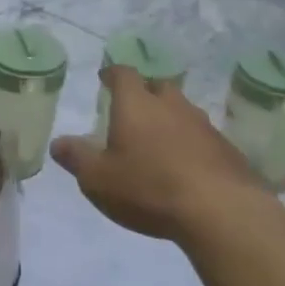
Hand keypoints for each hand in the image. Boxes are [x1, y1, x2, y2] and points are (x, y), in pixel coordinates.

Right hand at [51, 65, 263, 243]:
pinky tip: (186, 166)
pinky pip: (202, 137)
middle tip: (133, 109)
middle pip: (158, 86)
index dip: (113, 74)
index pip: (124, 75)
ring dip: (170, 119)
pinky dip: (191, 144)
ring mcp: (204, 125)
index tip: (105, 78)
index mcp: (136, 105)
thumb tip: (58, 143)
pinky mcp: (226, 149)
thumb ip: (77, 158)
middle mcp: (171, 106)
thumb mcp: (98, 179)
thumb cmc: (148, 188)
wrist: (220, 211)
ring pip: (183, 111)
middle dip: (145, 93)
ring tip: (159, 141)